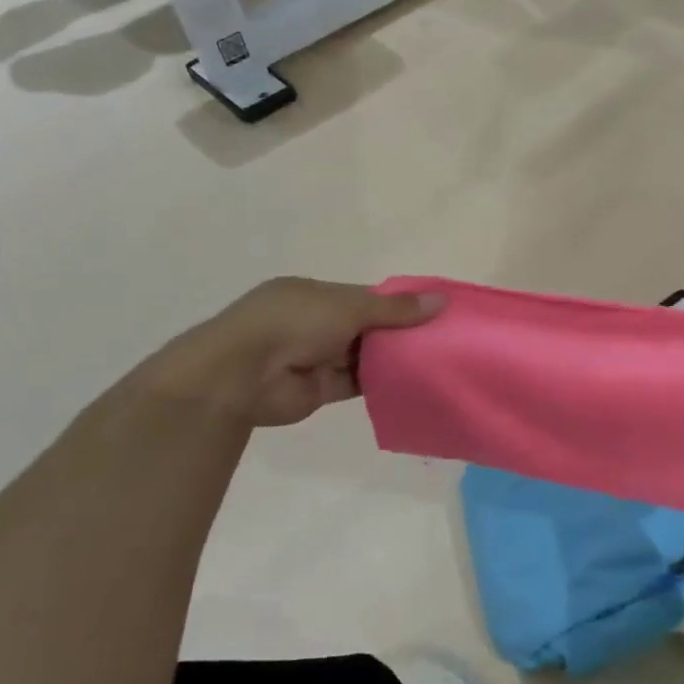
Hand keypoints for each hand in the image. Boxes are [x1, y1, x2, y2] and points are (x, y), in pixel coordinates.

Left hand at [143, 278, 444, 426]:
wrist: (240, 376)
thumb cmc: (293, 323)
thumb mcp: (349, 306)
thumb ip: (395, 309)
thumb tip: (441, 301)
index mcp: (315, 294)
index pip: (365, 296)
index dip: (398, 303)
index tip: (434, 309)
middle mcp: (315, 323)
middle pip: (367, 326)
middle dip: (399, 332)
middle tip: (443, 337)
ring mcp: (316, 357)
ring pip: (364, 355)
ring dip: (392, 358)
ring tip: (436, 360)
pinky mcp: (320, 389)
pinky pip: (358, 383)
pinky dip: (381, 382)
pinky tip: (412, 381)